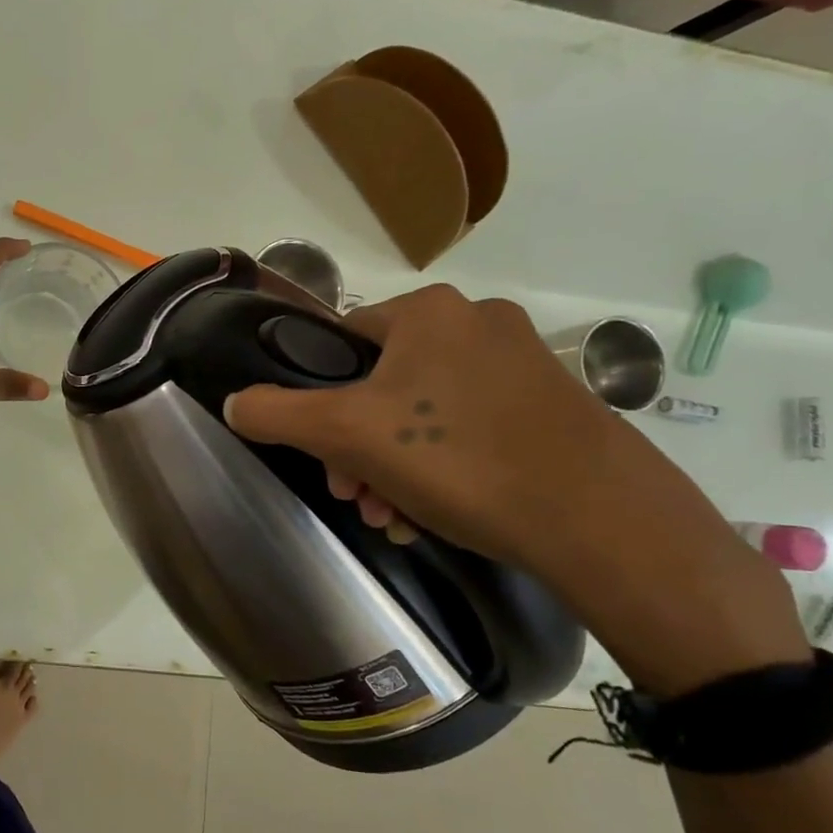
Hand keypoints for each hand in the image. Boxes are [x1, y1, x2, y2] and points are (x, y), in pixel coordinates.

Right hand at [222, 284, 807, 692]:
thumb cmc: (457, 459)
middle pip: (380, 385)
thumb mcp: (345, 435)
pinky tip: (429, 515)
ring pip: (422, 414)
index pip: (341, 343)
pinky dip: (439, 469)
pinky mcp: (551, 406)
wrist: (599, 519)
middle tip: (353, 496)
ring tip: (390, 517)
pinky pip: (468, 429)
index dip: (318, 401)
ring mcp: (521, 364)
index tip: (321, 455)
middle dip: (356, 448)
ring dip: (391, 466)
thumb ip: (276, 413)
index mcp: (428, 312)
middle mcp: (477, 323)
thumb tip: (233, 403)